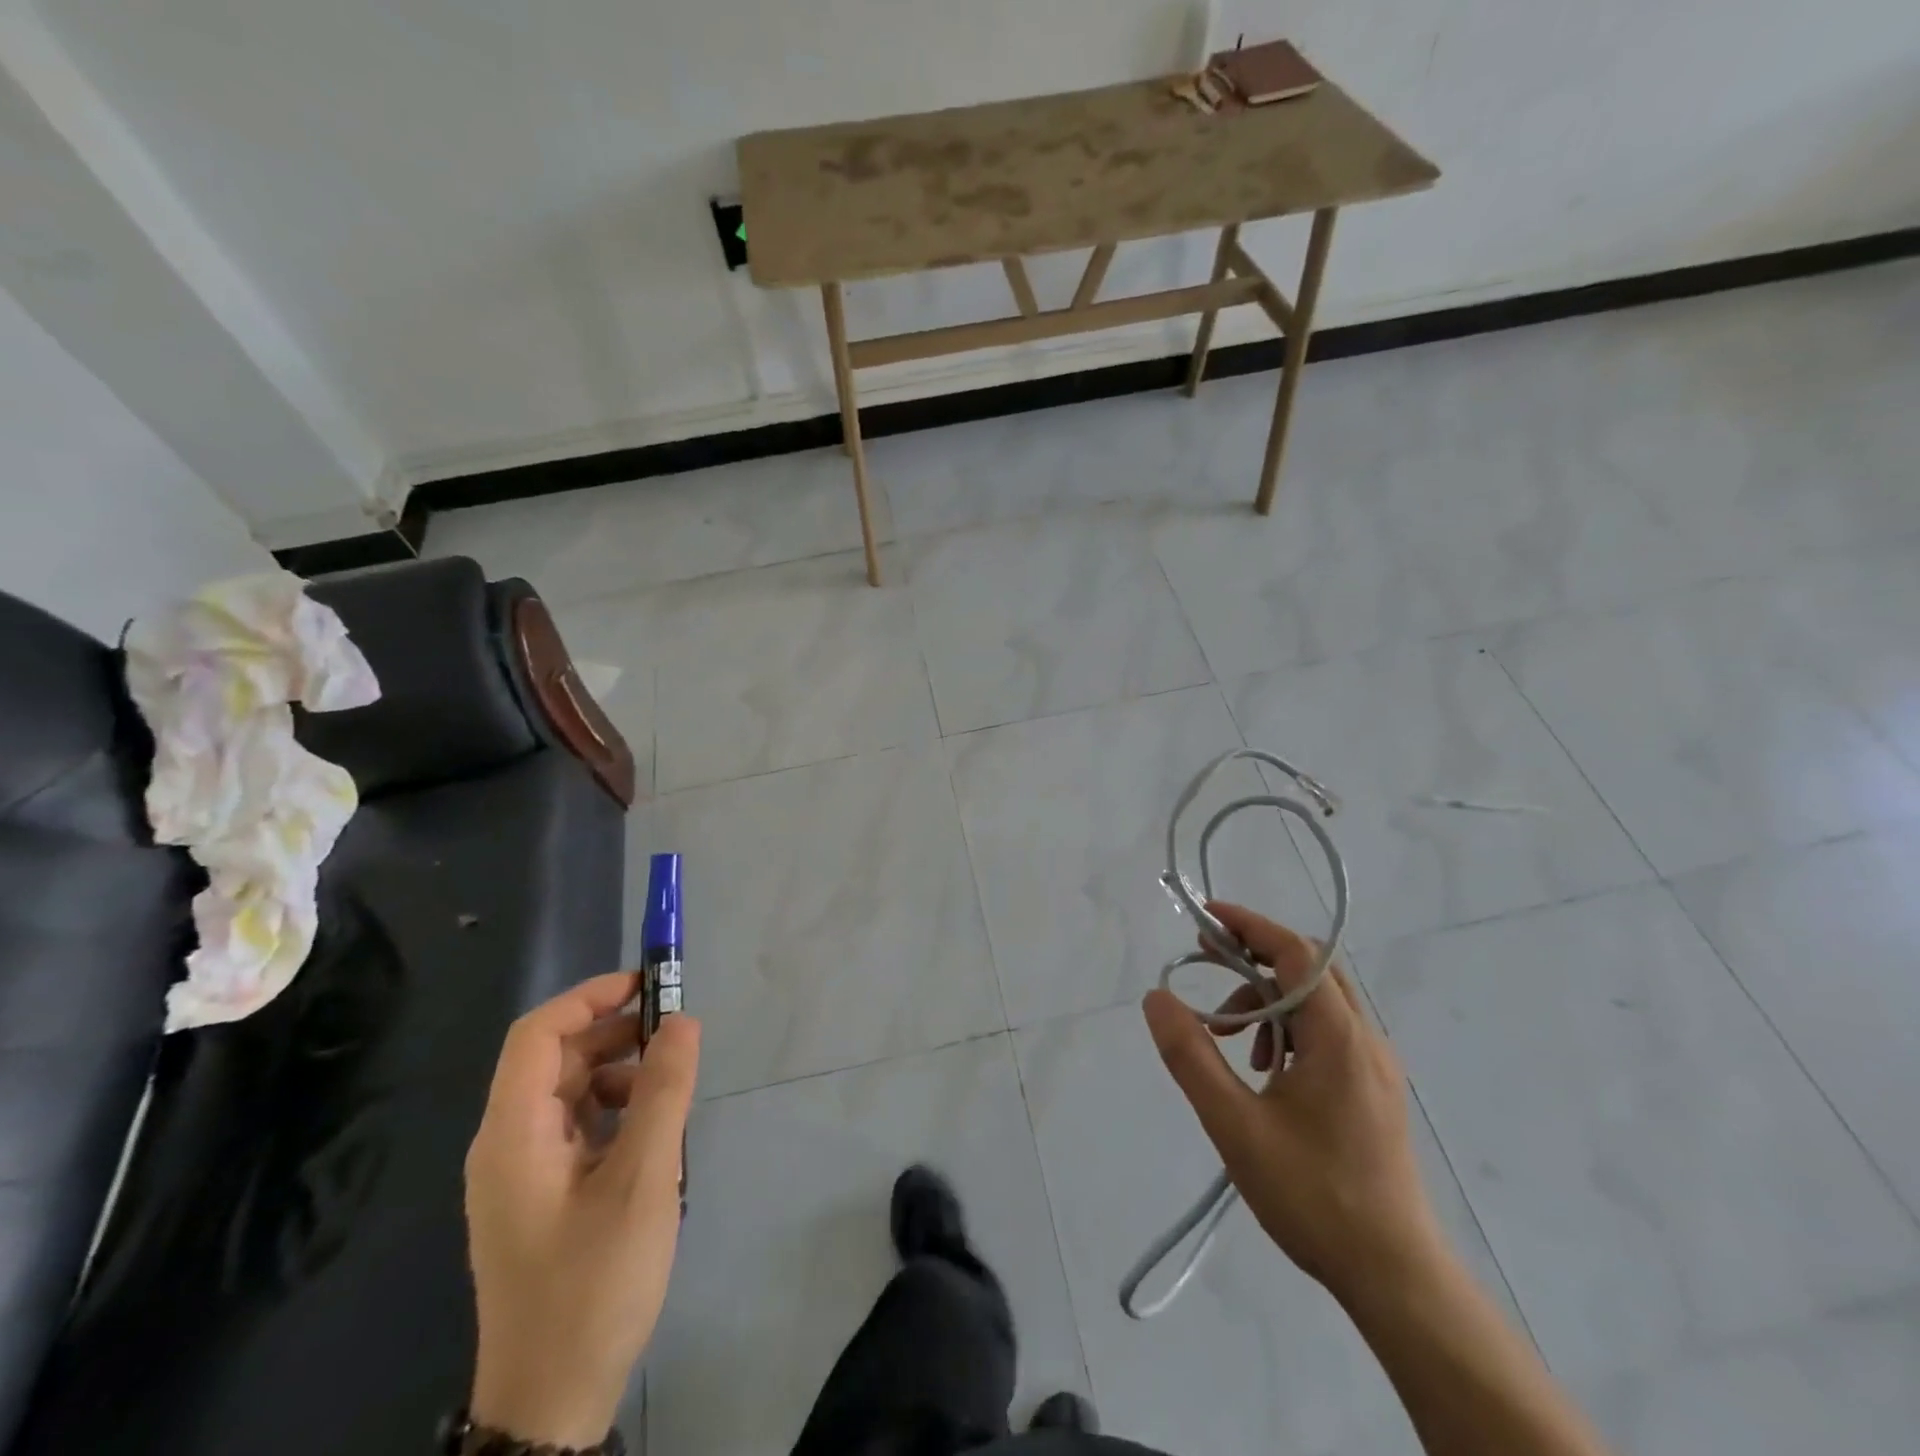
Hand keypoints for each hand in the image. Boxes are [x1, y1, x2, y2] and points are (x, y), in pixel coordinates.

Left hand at [464, 972, 700, 1446]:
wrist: (552, 1400)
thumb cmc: (594, 1284)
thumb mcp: (643, 1180)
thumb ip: (663, 1092)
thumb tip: (682, 1020)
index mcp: (514, 1134)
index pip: (537, 1035)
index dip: (590, 998)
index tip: (649, 986)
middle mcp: (506, 1144)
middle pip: (555, 1059)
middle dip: (615, 1034)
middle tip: (676, 1034)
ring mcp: (521, 1173)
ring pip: (569, 1092)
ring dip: (620, 1072)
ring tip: (672, 1088)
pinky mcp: (540, 1195)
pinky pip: (577, 1126)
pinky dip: (616, 1110)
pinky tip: (653, 1133)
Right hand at [1143, 903, 1443, 1305]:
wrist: (1395, 1278)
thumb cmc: (1313, 1197)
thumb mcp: (1234, 1125)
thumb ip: (1191, 1056)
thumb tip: (1157, 998)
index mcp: (1339, 1037)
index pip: (1295, 952)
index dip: (1249, 925)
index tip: (1204, 919)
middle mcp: (1366, 1039)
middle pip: (1310, 967)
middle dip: (1255, 957)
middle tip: (1207, 967)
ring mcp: (1376, 1065)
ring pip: (1318, 1000)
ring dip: (1268, 999)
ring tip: (1231, 1039)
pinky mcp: (1375, 1089)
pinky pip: (1329, 1031)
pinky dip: (1288, 1028)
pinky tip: (1264, 1071)